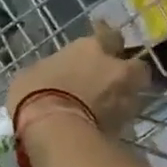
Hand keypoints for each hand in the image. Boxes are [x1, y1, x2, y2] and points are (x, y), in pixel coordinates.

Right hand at [7, 24, 149, 144]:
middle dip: (127, 71)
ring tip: (106, 107)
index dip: (105, 36)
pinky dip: (114, 121)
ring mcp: (124, 99)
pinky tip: (99, 126)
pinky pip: (122, 119)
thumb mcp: (31, 74)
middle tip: (112, 78)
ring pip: (133, 94)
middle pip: (135, 66)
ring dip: (122, 98)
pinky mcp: (124, 127)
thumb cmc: (36, 94)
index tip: (101, 37)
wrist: (55, 132)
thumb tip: (52, 74)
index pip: (108, 35)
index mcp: (91, 48)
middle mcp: (115, 69)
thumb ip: (51, 70)